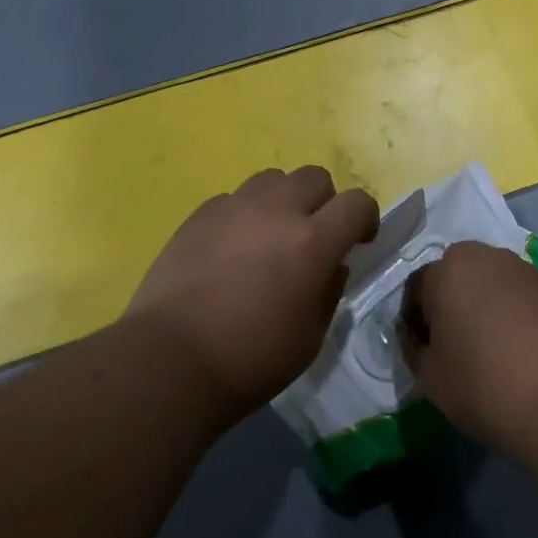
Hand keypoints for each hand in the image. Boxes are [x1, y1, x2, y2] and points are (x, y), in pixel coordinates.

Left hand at [126, 166, 378, 413]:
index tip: (360, 239)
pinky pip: (234, 198)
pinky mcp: (199, 215)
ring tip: (272, 234)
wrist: (171, 360)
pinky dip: (245, 214)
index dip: (366, 217)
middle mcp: (275, 211)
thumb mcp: (309, 338)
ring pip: (272, 179)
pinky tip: (233, 247)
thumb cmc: (251, 360)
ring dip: (284, 200)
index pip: (356, 203)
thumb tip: (332, 266)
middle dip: (325, 202)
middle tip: (314, 235)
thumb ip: (329, 292)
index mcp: (311, 242)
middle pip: (314, 177)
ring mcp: (233, 208)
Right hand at [400, 241, 537, 455]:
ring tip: (486, 347)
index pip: (417, 289)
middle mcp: (484, 256)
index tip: (421, 350)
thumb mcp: (429, 375)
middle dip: (448, 304)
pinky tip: (515, 348)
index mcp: (447, 270)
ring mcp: (523, 269)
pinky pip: (516, 295)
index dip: (414, 322)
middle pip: (454, 277)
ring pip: (487, 283)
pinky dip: (509, 313)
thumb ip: (413, 347)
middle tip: (452, 345)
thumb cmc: (482, 384)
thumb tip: (417, 336)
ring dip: (480, 305)